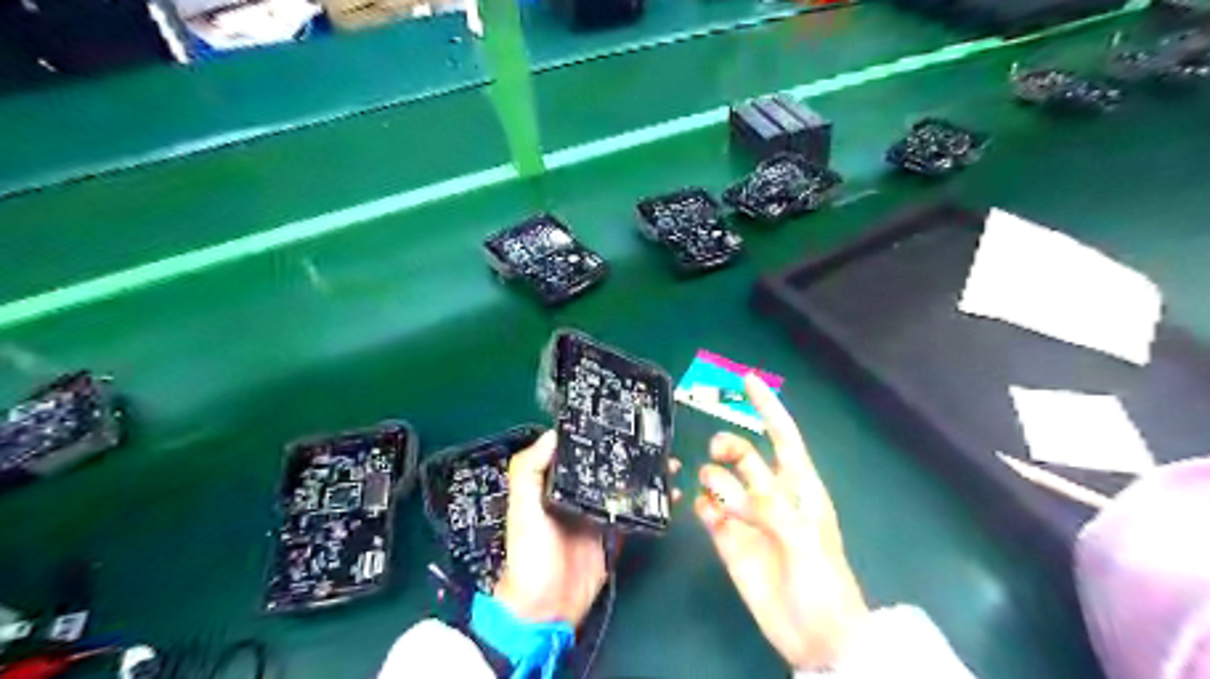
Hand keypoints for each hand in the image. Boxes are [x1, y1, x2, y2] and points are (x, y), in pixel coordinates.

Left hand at [492, 432, 678, 626]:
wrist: (546, 609)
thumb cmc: (529, 555)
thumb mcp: (522, 510)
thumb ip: (528, 471)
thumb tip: (553, 433)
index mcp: (555, 483)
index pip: (577, 451)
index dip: (595, 434)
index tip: (619, 417)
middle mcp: (578, 493)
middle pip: (606, 466)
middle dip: (629, 452)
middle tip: (655, 438)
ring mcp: (599, 513)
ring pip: (625, 486)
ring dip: (646, 474)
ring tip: (669, 462)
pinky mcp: (615, 534)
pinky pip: (636, 513)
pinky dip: (653, 503)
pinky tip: (670, 493)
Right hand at [689, 374, 869, 670]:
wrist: (814, 635)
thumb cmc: (824, 585)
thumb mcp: (807, 544)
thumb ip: (775, 511)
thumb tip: (741, 488)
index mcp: (799, 487)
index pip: (782, 437)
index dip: (767, 407)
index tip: (747, 379)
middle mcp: (771, 495)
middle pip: (743, 453)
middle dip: (730, 446)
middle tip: (721, 454)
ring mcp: (748, 516)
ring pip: (720, 479)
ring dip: (715, 481)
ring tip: (725, 507)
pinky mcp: (728, 538)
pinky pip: (709, 510)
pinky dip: (705, 507)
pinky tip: (711, 518)